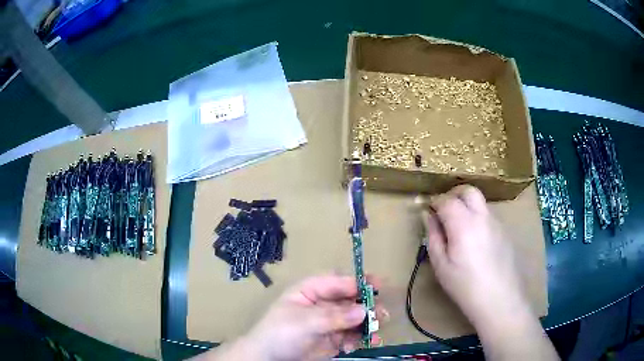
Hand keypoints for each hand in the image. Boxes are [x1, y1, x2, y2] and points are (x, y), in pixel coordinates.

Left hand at [206, 274, 384, 360]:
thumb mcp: (303, 322)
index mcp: (311, 290)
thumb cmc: (279, 333)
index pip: (338, 281)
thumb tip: (363, 310)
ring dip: (368, 323)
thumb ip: (333, 316)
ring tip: (376, 332)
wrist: (268, 359)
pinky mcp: (334, 339)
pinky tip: (363, 344)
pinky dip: (361, 338)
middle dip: (367, 305)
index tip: (379, 285)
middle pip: (351, 299)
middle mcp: (323, 304)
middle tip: (382, 313)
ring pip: (355, 317)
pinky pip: (353, 335)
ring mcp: (330, 322)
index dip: (358, 281)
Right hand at [421, 185, 528, 327]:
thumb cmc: (465, 286)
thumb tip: (428, 216)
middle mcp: (482, 217)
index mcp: (463, 224)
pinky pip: (488, 216)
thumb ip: (433, 236)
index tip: (428, 210)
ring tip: (458, 228)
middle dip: (454, 194)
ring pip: (480, 203)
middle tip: (444, 209)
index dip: (435, 201)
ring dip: (467, 206)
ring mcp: (496, 223)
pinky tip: (474, 240)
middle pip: (469, 191)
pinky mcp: (505, 232)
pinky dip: (477, 218)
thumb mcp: (441, 266)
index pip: (447, 200)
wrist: (499, 299)